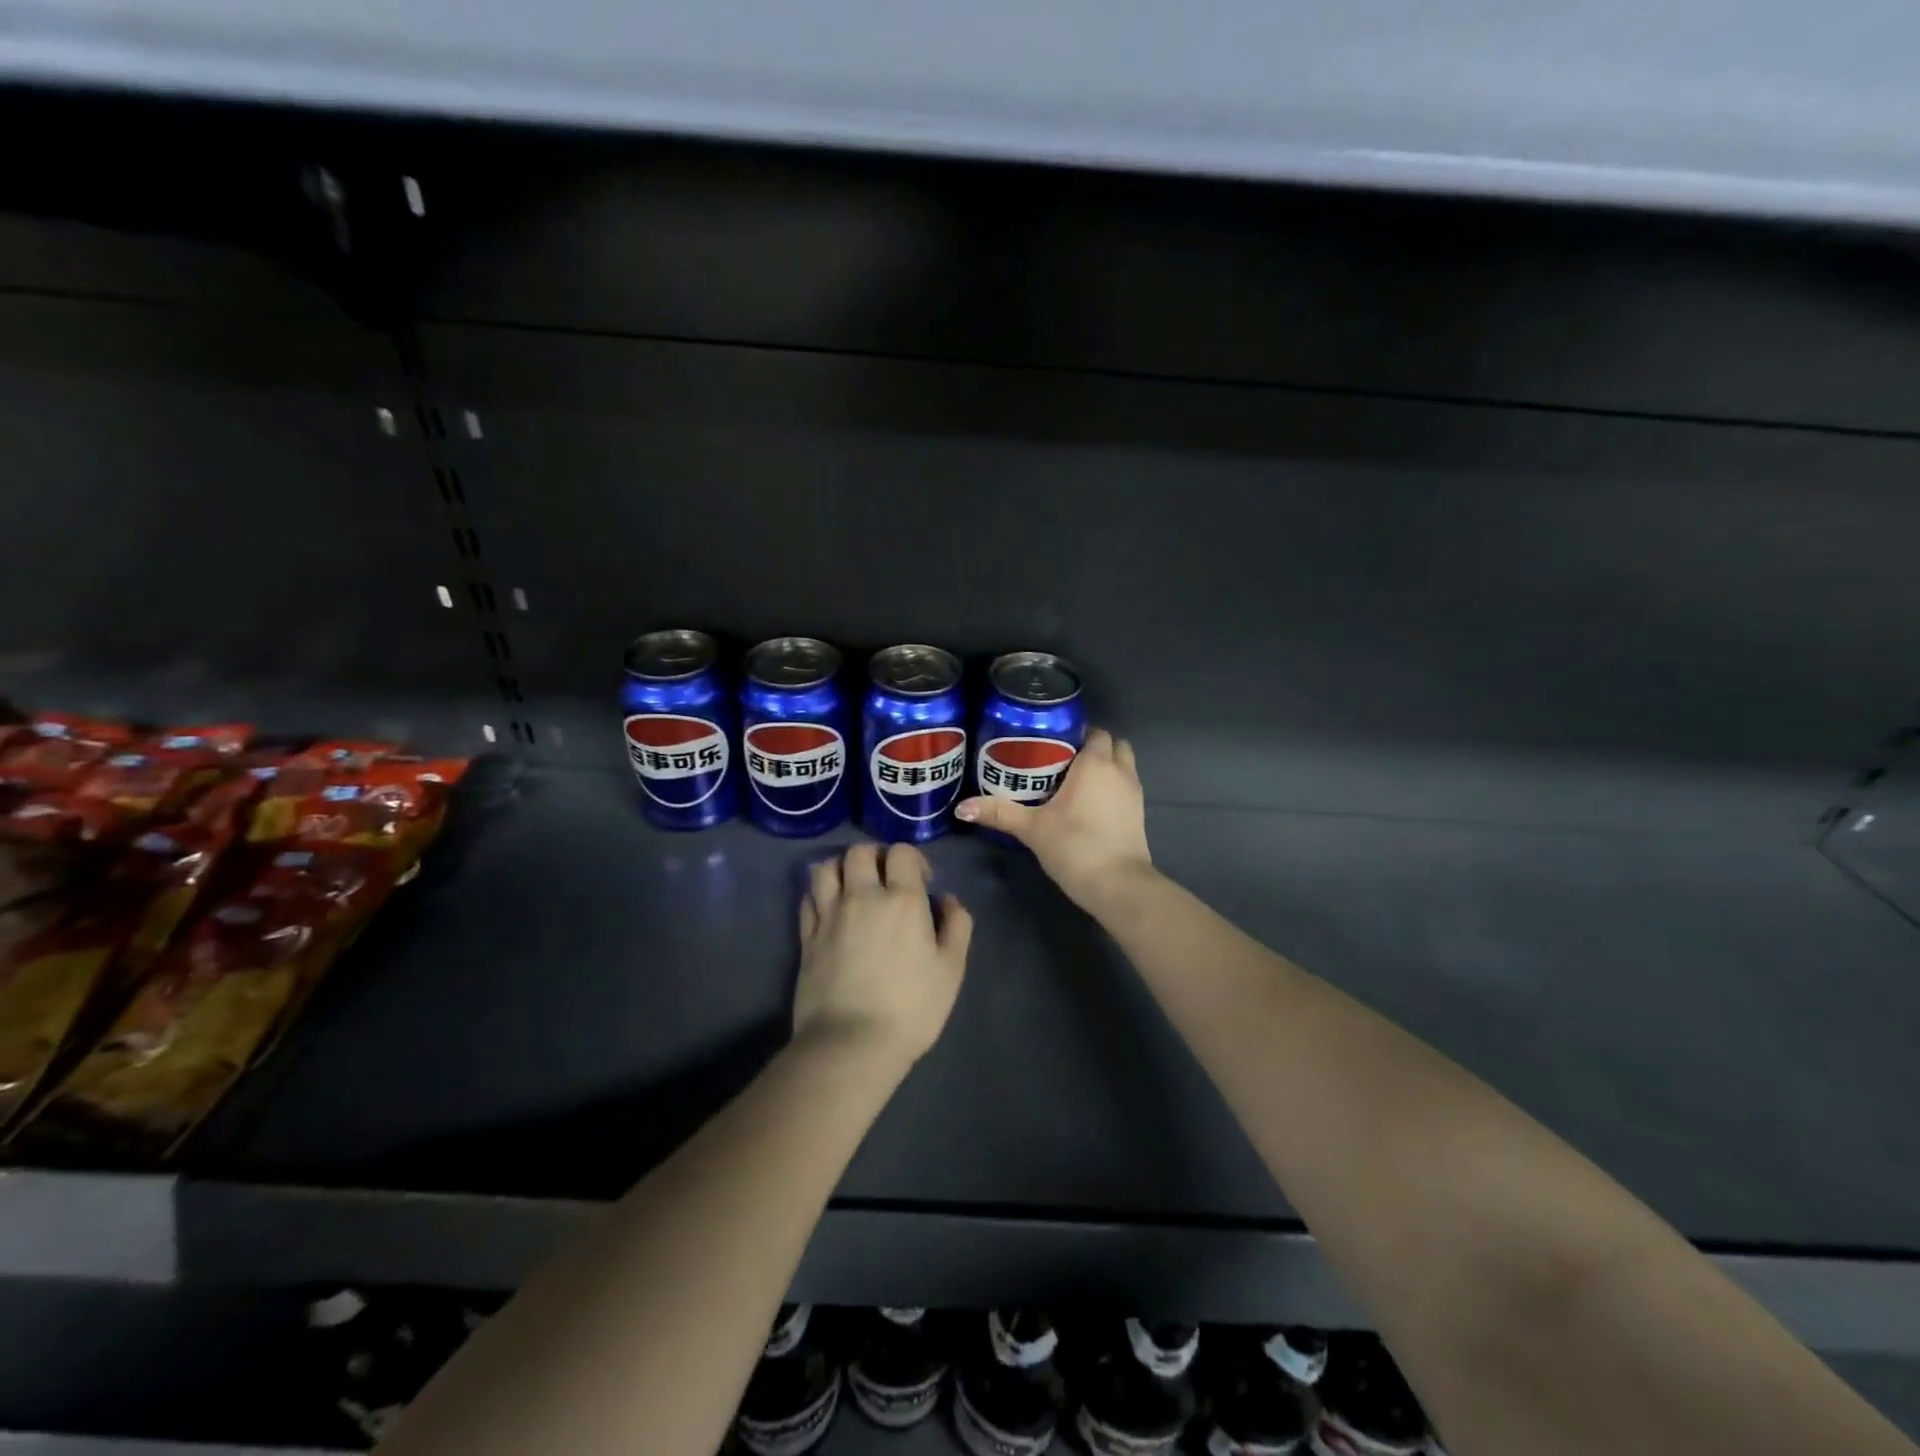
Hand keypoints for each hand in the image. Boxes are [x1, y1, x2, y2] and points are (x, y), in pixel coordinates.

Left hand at [793, 843, 972, 1070]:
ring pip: (826, 867)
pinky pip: (807, 898)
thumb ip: (956, 926)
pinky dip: (819, 894)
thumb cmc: (911, 1008)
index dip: (913, 860)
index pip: (902, 852)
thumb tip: (947, 899)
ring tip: (852, 887)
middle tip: (885, 880)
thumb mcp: (951, 969)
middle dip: (875, 857)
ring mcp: (829, 915)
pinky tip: (830, 909)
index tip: (922, 882)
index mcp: (902, 899)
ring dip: (841, 869)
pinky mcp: (806, 936)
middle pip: (860, 852)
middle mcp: (862, 896)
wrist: (852, 1043)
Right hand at [955, 727, 1153, 910]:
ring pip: (1123, 767)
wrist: (1118, 885)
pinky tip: (1089, 807)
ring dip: (1105, 769)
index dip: (1076, 735)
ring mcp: (1134, 793)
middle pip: (1113, 745)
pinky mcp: (1139, 815)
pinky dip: (1112, 790)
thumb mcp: (1031, 828)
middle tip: (1062, 763)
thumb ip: (998, 813)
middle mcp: (1120, 771)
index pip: (1094, 733)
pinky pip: (1125, 789)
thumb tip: (961, 807)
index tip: (1051, 746)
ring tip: (1074, 784)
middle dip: (1093, 749)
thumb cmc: (1075, 845)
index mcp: (1095, 763)